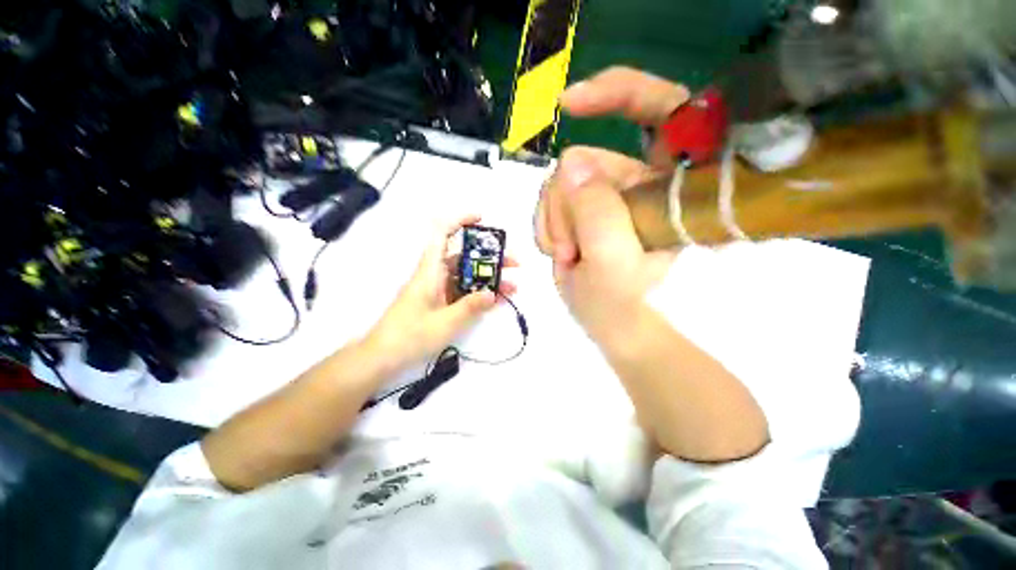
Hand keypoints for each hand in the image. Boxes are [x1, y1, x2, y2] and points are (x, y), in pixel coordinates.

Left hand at [367, 215, 517, 369]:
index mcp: (431, 271)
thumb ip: (471, 306)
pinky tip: (496, 300)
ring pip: (466, 276)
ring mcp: (437, 289)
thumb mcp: (446, 322)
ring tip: (512, 287)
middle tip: (514, 264)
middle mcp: (434, 275)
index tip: (482, 219)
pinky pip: (462, 291)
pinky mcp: (439, 302)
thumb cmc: (411, 336)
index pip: (442, 235)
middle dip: (490, 258)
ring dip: (488, 279)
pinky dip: (479, 293)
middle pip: (464, 257)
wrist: (384, 357)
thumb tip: (493, 293)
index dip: (461, 221)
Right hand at [536, 68, 688, 342]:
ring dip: (553, 222)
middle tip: (567, 250)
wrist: (621, 334)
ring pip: (562, 185)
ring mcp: (608, 201)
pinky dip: (548, 228)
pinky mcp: (586, 217)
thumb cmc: (629, 308)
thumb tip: (570, 164)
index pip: (658, 109)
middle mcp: (637, 185)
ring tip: (565, 258)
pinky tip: (557, 254)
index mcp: (665, 185)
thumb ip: (594, 210)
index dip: (618, 93)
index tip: (569, 103)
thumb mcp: (611, 262)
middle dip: (565, 204)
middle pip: (586, 161)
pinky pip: (553, 204)